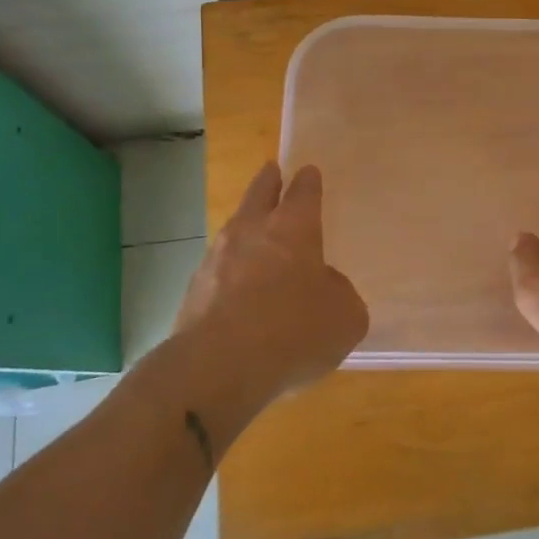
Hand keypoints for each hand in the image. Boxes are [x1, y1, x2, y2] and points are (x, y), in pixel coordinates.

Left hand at [174, 162, 367, 393]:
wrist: (217, 368)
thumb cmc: (294, 331)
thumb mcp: (344, 316)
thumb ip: (339, 293)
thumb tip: (324, 287)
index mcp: (294, 228)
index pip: (304, 191)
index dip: (309, 181)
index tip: (309, 172)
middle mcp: (252, 232)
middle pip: (260, 193)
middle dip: (268, 181)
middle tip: (272, 171)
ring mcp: (216, 258)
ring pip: (234, 229)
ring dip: (245, 226)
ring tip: (254, 232)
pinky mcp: (193, 291)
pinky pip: (218, 269)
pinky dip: (229, 271)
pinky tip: (237, 289)